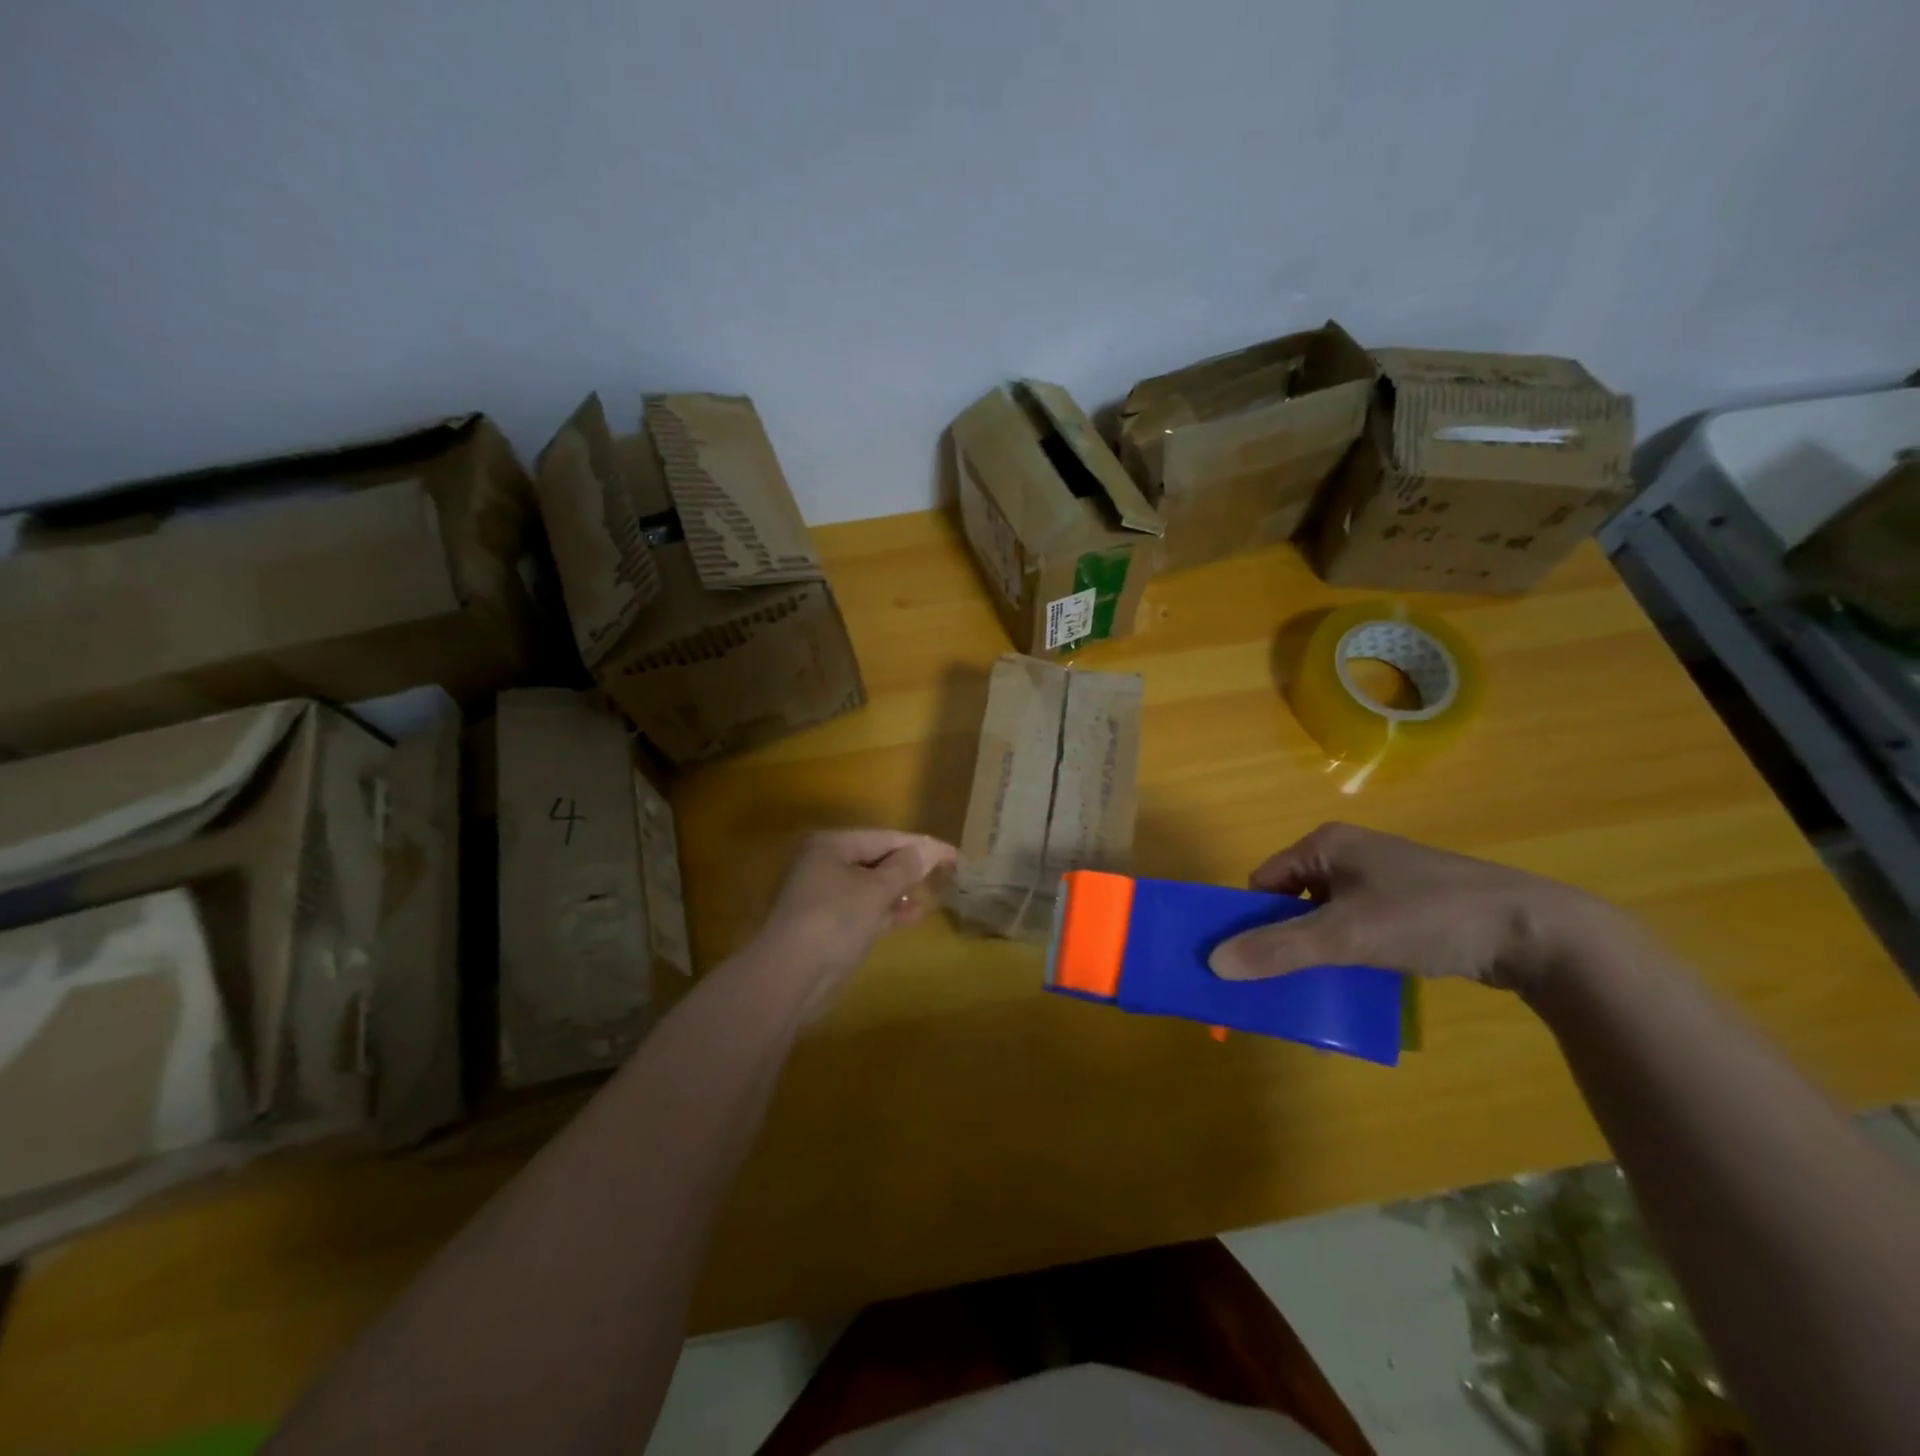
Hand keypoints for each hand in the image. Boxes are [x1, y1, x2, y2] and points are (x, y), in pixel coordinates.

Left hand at [753, 829, 956, 1014]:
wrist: (790, 977)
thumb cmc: (835, 920)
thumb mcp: (877, 890)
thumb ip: (906, 867)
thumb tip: (929, 848)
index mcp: (831, 845)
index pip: (885, 837)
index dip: (921, 845)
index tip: (954, 854)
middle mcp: (823, 864)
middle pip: (876, 859)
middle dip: (909, 867)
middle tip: (946, 874)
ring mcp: (822, 896)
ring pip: (870, 886)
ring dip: (900, 890)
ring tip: (933, 894)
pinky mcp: (825, 925)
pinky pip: (863, 909)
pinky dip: (886, 910)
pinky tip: (913, 915)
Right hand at [1208, 822, 1623, 991]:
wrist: (1536, 933)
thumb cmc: (1427, 917)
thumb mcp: (1345, 935)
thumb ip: (1278, 949)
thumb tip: (1214, 962)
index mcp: (1326, 844)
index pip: (1264, 881)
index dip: (1250, 920)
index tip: (1247, 962)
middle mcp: (1349, 855)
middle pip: (1292, 901)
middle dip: (1282, 942)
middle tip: (1276, 984)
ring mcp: (1381, 881)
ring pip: (1325, 920)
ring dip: (1315, 954)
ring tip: (1312, 991)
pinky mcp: (1408, 908)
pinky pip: (1358, 931)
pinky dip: (1348, 957)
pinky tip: (1353, 987)